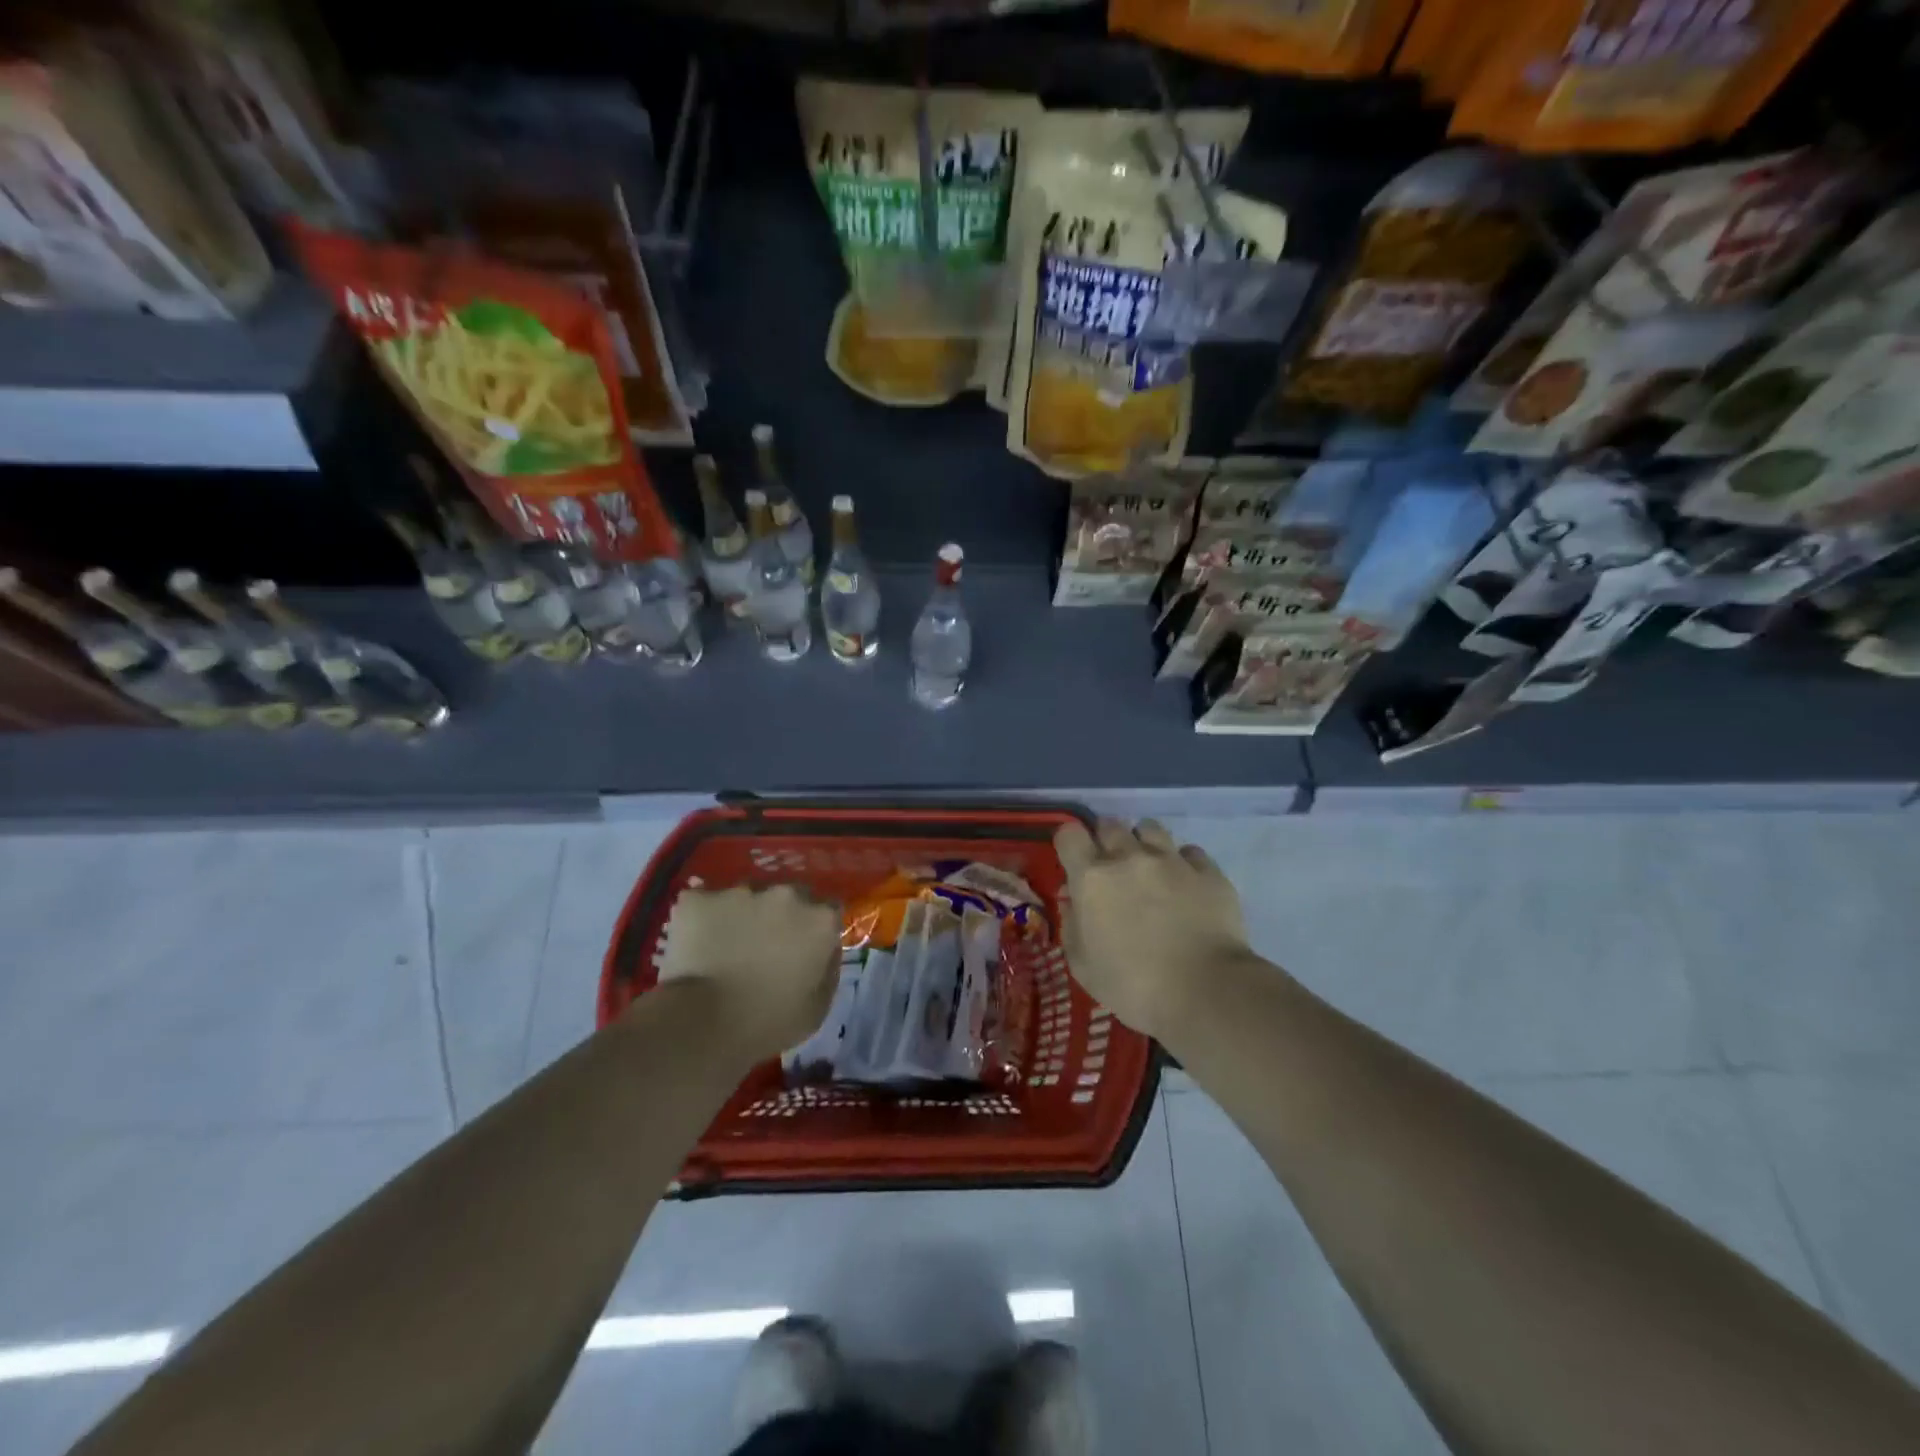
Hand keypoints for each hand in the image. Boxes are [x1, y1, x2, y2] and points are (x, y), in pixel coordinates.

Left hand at [655, 884, 840, 1063]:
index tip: (804, 949)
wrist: (702, 1024)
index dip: (816, 929)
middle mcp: (785, 894)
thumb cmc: (768, 1023)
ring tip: (725, 947)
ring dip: (743, 915)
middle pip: (789, 896)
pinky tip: (696, 943)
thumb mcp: (817, 1008)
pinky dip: (704, 918)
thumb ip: (828, 969)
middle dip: (781, 916)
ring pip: (747, 896)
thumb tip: (825, 951)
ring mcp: (740, 892)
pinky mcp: (700, 898)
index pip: (828, 910)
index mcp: (819, 920)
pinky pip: (704, 902)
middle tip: (764, 947)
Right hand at [1055, 818, 1251, 1039]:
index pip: (1069, 834)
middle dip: (1106, 840)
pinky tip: (1186, 884)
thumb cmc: (1133, 986)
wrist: (1205, 992)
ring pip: (1150, 828)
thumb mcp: (1083, 966)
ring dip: (1144, 843)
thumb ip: (1072, 925)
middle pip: (1110, 825)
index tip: (1074, 860)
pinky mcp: (1208, 871)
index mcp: (1092, 878)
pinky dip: (1183, 863)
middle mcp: (1129, 857)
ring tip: (1150, 867)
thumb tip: (1072, 900)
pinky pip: (1190, 852)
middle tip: (1112, 867)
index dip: (1069, 843)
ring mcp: (1172, 860)